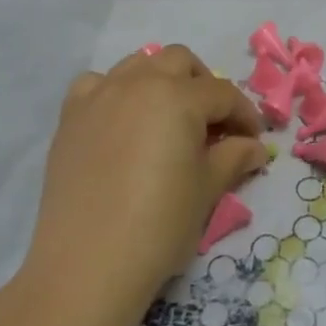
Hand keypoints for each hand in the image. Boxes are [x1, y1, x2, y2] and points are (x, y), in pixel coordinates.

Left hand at [21, 45, 265, 323]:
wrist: (87, 264)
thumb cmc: (159, 225)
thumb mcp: (206, 190)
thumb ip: (233, 158)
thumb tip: (255, 148)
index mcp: (178, 96)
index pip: (223, 93)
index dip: (244, 115)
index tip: (253, 141)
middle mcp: (138, 82)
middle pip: (179, 61)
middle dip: (203, 85)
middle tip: (213, 124)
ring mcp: (100, 95)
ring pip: (138, 64)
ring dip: (161, 81)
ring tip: (169, 118)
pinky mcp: (71, 116)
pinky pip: (97, 84)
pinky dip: (115, 91)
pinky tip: (122, 121)